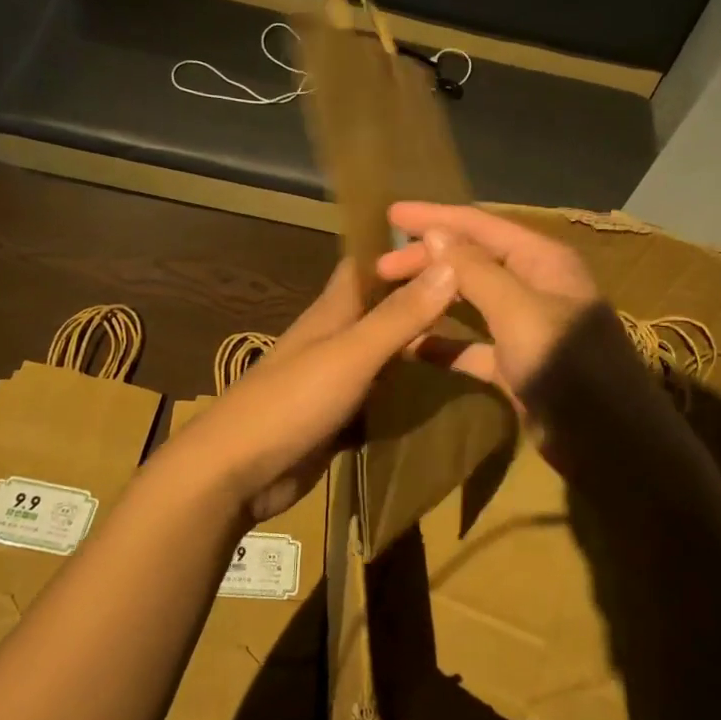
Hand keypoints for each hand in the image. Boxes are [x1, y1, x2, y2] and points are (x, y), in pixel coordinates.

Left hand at [181, 258, 457, 523]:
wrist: (236, 473)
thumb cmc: (291, 402)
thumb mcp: (351, 355)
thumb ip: (399, 315)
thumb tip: (451, 264)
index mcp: (334, 311)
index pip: (369, 263)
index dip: (405, 250)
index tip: (457, 246)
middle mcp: (336, 337)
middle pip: (384, 309)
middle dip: (426, 302)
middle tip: (484, 301)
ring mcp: (337, 379)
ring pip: (387, 353)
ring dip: (422, 349)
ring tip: (478, 345)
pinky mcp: (340, 417)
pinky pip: (382, 396)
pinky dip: (409, 392)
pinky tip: (444, 395)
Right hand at [376, 203, 654, 425]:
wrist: (611, 445)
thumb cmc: (569, 368)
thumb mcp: (519, 312)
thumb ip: (476, 271)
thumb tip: (438, 233)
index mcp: (543, 260)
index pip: (481, 224)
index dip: (436, 217)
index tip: (391, 213)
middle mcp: (535, 286)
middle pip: (472, 260)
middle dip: (428, 259)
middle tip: (378, 268)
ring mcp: (526, 327)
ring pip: (470, 300)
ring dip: (432, 296)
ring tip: (388, 296)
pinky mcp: (517, 365)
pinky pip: (472, 346)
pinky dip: (443, 344)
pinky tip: (410, 347)